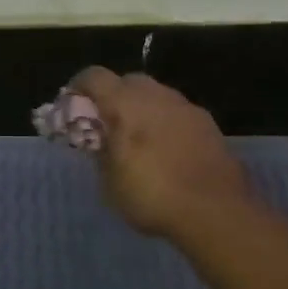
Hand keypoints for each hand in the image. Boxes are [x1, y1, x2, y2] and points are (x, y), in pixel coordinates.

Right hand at [69, 68, 251, 238]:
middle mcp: (156, 95)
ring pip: (156, 95)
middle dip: (113, 96)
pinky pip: (177, 113)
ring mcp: (186, 107)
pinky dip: (165, 122)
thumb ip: (101, 152)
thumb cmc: (152, 196)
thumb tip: (100, 140)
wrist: (216, 212)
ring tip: (138, 139)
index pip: (94, 76)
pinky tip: (166, 150)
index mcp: (125, 104)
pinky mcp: (209, 124)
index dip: (79, 86)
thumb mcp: (110, 182)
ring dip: (142, 108)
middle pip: (128, 81)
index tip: (72, 104)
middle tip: (106, 123)